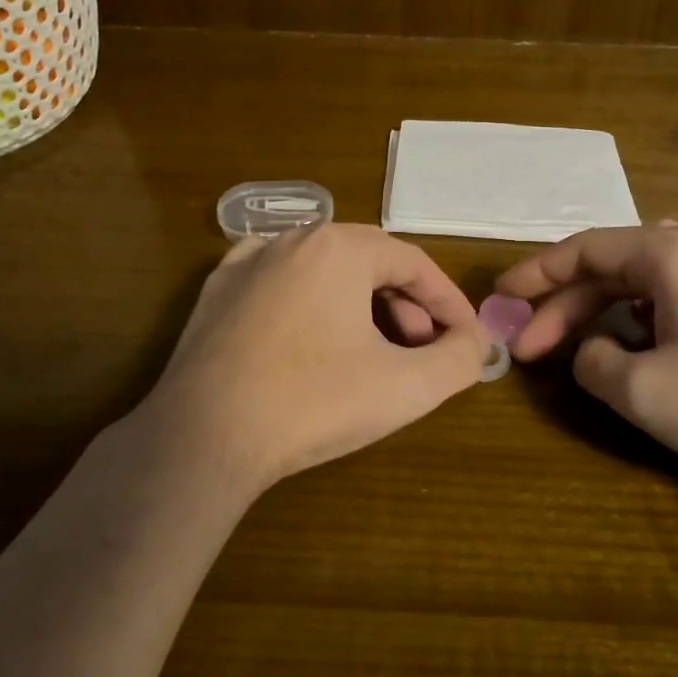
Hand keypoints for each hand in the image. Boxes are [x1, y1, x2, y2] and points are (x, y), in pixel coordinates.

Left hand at [134, 224, 486, 493]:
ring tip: (373, 349)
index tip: (467, 337)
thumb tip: (474, 343)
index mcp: (340, 247)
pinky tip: (314, 331)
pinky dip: (311, 301)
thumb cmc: (313, 403)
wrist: (203, 437)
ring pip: (324, 270)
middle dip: (406, 304)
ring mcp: (247, 262)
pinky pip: (280, 281)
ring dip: (361, 303)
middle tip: (422, 347)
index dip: (448, 301)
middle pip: (369, 262)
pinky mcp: (216, 291)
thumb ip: (459, 359)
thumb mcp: (407, 387)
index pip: (414, 263)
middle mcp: (293, 239)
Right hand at [496, 223, 677, 488]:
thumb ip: (592, 363)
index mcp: (671, 251)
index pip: (584, 249)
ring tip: (575, 350)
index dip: (535, 274)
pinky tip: (635, 350)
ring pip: (644, 281)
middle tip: (528, 348)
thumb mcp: (643, 391)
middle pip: (612, 266)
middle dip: (565, 307)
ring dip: (602, 313)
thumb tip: (590, 351)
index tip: (500, 297)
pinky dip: (641, 319)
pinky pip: (676, 295)